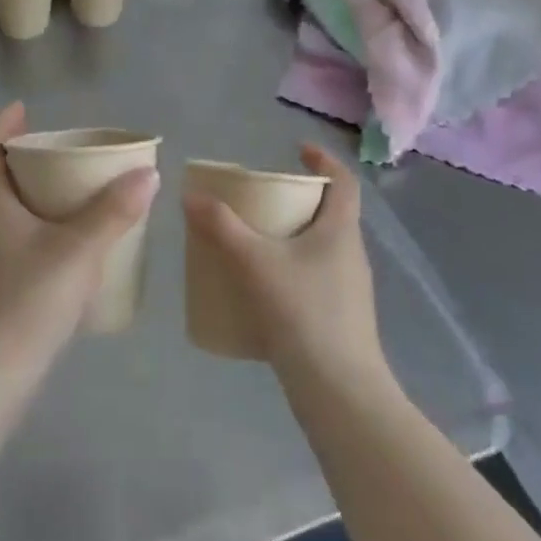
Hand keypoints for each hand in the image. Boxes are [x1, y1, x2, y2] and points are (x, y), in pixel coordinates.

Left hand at [0, 102, 158, 400]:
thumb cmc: (27, 300)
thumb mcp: (77, 250)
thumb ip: (113, 212)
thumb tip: (148, 173)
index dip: (2, 127)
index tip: (23, 109)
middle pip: (2, 181)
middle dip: (30, 160)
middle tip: (66, 150)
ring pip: (15, 213)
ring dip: (41, 195)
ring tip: (79, 191)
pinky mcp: (5, 288)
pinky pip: (27, 241)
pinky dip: (48, 229)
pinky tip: (78, 242)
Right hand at [183, 145, 386, 389]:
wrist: (339, 391)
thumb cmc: (304, 313)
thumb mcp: (255, 263)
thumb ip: (221, 227)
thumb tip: (190, 194)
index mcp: (341, 230)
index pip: (343, 180)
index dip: (324, 159)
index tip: (297, 150)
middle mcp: (351, 253)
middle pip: (330, 212)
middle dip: (297, 198)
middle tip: (261, 197)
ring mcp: (349, 288)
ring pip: (320, 246)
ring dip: (292, 235)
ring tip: (254, 238)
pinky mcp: (339, 316)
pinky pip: (314, 276)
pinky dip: (290, 268)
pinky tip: (261, 286)